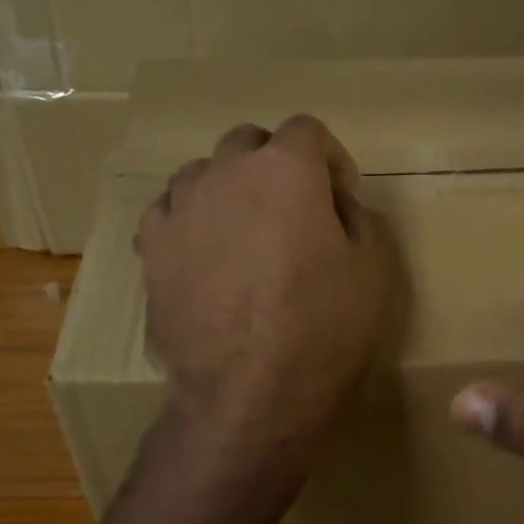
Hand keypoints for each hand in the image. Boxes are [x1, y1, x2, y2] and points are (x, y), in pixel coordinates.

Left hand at [138, 115, 392, 465]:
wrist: (250, 393)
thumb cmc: (323, 329)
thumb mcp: (372, 269)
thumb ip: (354, 217)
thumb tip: (331, 206)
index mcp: (286, 168)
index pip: (308, 130)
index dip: (330, 161)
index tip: (339, 199)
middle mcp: (226, 171)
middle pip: (250, 143)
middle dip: (275, 168)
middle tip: (292, 215)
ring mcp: (181, 206)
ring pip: (204, 174)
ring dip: (229, 191)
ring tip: (243, 237)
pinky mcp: (151, 246)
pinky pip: (170, 212)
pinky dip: (191, 223)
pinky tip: (205, 259)